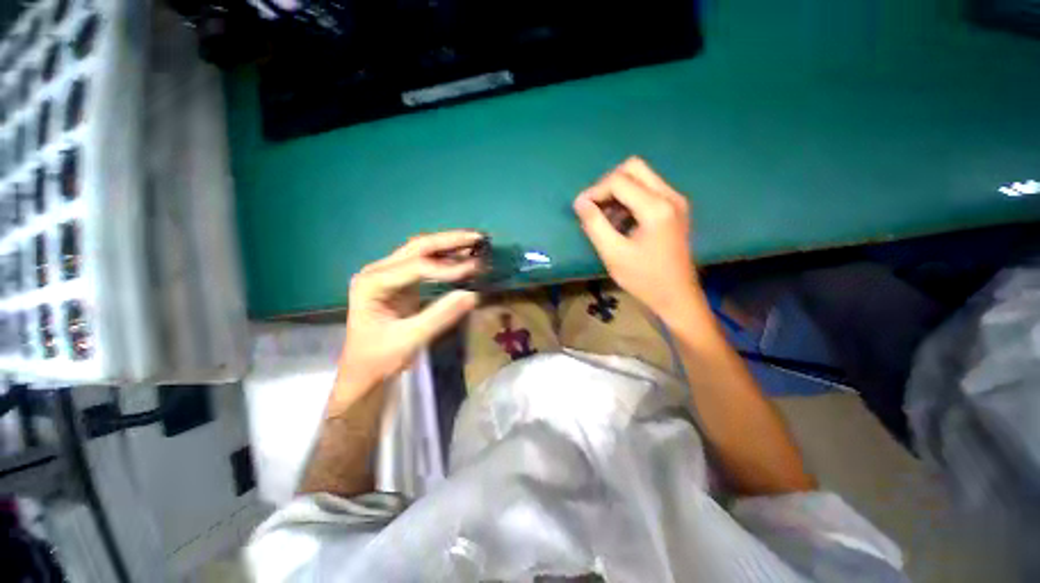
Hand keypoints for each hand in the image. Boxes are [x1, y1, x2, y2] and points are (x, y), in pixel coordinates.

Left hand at [332, 231, 482, 412]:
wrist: (364, 373)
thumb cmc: (380, 359)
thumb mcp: (411, 340)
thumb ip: (441, 316)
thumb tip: (473, 295)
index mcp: (372, 283)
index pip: (416, 267)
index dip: (448, 268)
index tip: (476, 270)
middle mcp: (378, 271)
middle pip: (418, 247)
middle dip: (449, 241)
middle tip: (478, 238)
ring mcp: (388, 275)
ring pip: (421, 251)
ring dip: (449, 246)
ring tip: (475, 244)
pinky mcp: (400, 282)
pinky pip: (425, 263)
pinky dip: (445, 260)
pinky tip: (463, 259)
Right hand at [574, 157, 700, 322]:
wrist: (677, 297)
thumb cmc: (644, 279)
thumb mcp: (613, 254)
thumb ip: (594, 224)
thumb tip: (579, 202)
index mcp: (656, 208)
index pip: (619, 180)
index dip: (595, 190)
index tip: (580, 208)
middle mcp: (670, 196)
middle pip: (634, 168)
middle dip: (608, 184)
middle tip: (595, 206)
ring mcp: (675, 201)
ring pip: (641, 177)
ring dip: (619, 191)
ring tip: (605, 217)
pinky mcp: (675, 209)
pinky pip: (648, 190)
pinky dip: (630, 199)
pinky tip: (621, 221)